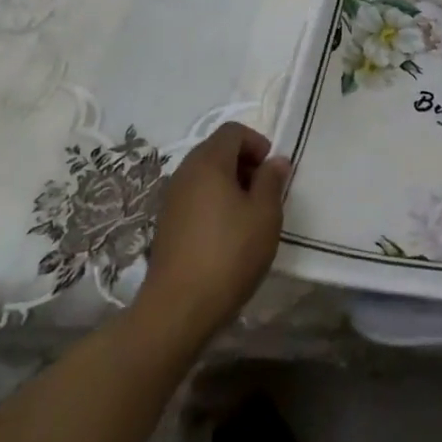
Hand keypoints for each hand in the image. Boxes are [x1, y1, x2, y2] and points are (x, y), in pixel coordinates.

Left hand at [140, 123, 290, 350]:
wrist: (178, 310)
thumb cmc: (229, 254)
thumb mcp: (265, 215)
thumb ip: (272, 181)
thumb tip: (275, 161)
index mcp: (208, 162)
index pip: (233, 131)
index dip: (257, 143)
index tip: (271, 172)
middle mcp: (185, 173)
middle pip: (217, 150)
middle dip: (244, 163)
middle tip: (263, 193)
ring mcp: (171, 200)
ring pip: (205, 175)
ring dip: (229, 185)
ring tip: (248, 216)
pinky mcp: (166, 225)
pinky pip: (194, 197)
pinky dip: (213, 203)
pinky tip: (226, 235)